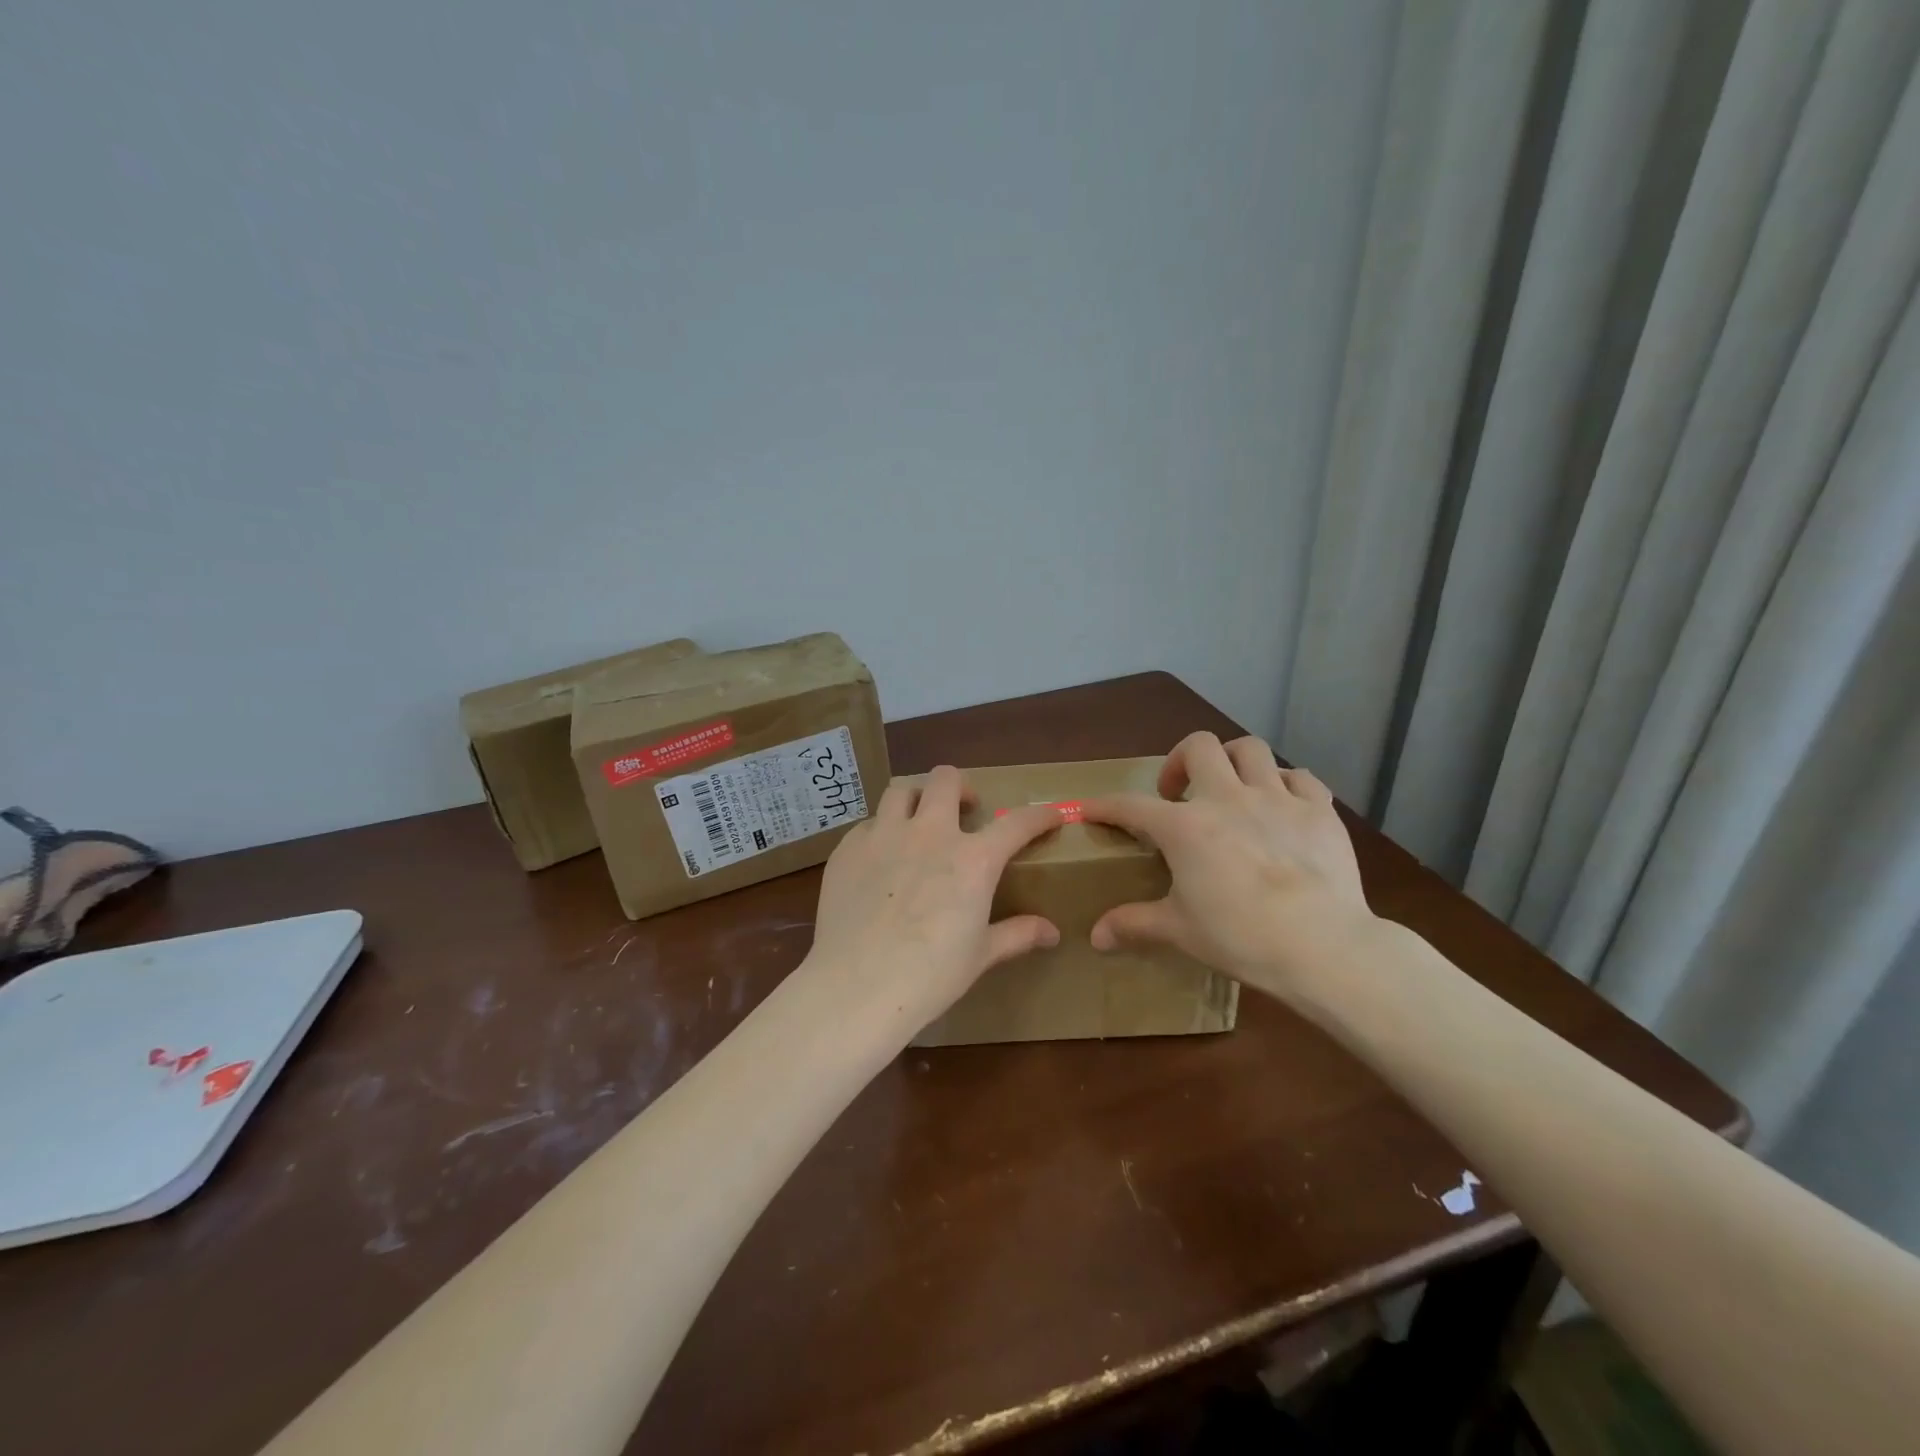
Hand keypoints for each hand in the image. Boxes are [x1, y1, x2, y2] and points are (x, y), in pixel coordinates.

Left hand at [802, 766, 1065, 1037]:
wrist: (858, 987)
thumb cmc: (929, 975)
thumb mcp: (980, 955)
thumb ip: (1017, 934)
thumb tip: (1051, 933)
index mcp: (972, 859)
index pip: (1017, 823)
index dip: (1039, 815)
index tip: (1050, 815)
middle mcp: (930, 833)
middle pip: (946, 779)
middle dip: (961, 787)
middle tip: (964, 810)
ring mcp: (884, 836)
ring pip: (901, 790)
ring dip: (916, 799)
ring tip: (918, 821)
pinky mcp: (848, 848)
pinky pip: (867, 824)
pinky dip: (880, 832)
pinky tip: (879, 858)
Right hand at [1080, 732, 1372, 994]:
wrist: (1323, 947)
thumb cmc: (1242, 937)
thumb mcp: (1180, 931)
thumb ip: (1134, 924)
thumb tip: (1096, 937)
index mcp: (1186, 828)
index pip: (1131, 806)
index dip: (1105, 806)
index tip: (1087, 808)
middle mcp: (1227, 799)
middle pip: (1199, 747)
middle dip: (1180, 761)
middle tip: (1177, 794)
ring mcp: (1277, 799)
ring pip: (1250, 749)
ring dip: (1233, 761)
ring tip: (1229, 787)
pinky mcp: (1319, 811)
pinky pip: (1300, 778)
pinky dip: (1285, 785)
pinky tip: (1281, 807)